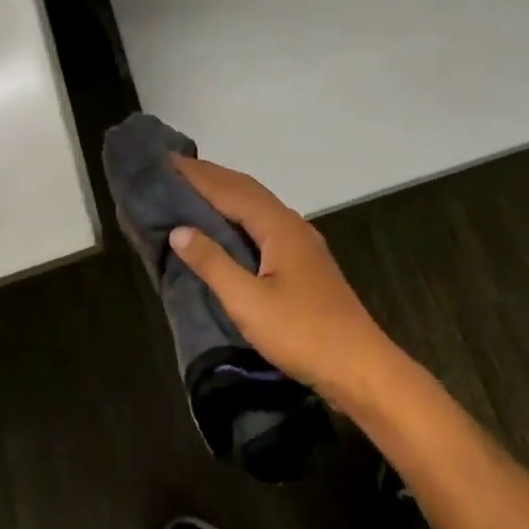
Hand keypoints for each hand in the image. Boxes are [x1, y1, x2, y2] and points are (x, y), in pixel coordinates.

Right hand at [168, 156, 399, 400]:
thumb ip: (213, 263)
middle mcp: (292, 225)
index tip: (167, 160)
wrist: (360, 367)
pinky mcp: (305, 263)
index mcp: (279, 227)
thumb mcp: (248, 302)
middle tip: (176, 168)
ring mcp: (302, 243)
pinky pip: (265, 222)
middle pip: (248, 190)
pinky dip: (241, 213)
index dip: (199, 176)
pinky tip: (231, 226)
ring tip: (196, 189)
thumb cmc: (302, 333)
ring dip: (228, 192)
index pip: (231, 190)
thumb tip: (179, 229)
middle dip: (213, 176)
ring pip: (259, 205)